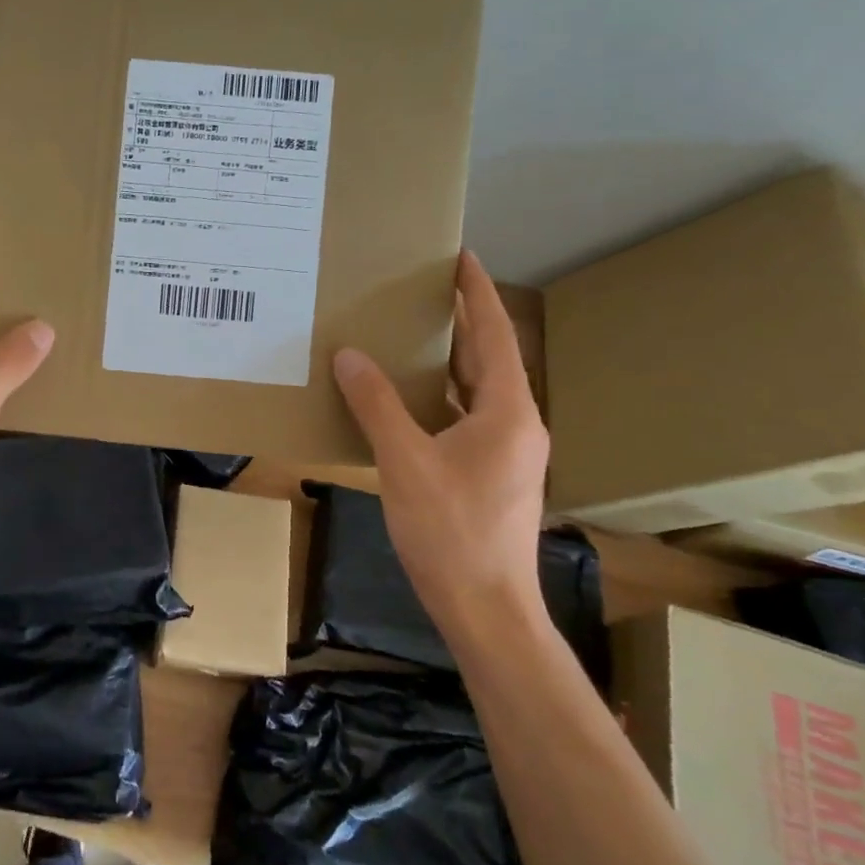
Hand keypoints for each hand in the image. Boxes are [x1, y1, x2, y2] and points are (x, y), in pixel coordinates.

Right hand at [332, 250, 549, 640]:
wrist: (486, 609)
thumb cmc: (452, 531)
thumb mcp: (405, 462)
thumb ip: (376, 405)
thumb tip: (349, 355)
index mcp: (507, 411)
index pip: (494, 334)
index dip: (477, 292)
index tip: (460, 256)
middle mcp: (516, 424)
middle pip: (488, 358)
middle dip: (459, 321)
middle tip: (421, 289)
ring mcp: (506, 452)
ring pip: (475, 390)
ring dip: (446, 361)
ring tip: (407, 334)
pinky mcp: (490, 475)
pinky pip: (463, 418)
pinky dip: (437, 399)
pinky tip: (403, 400)